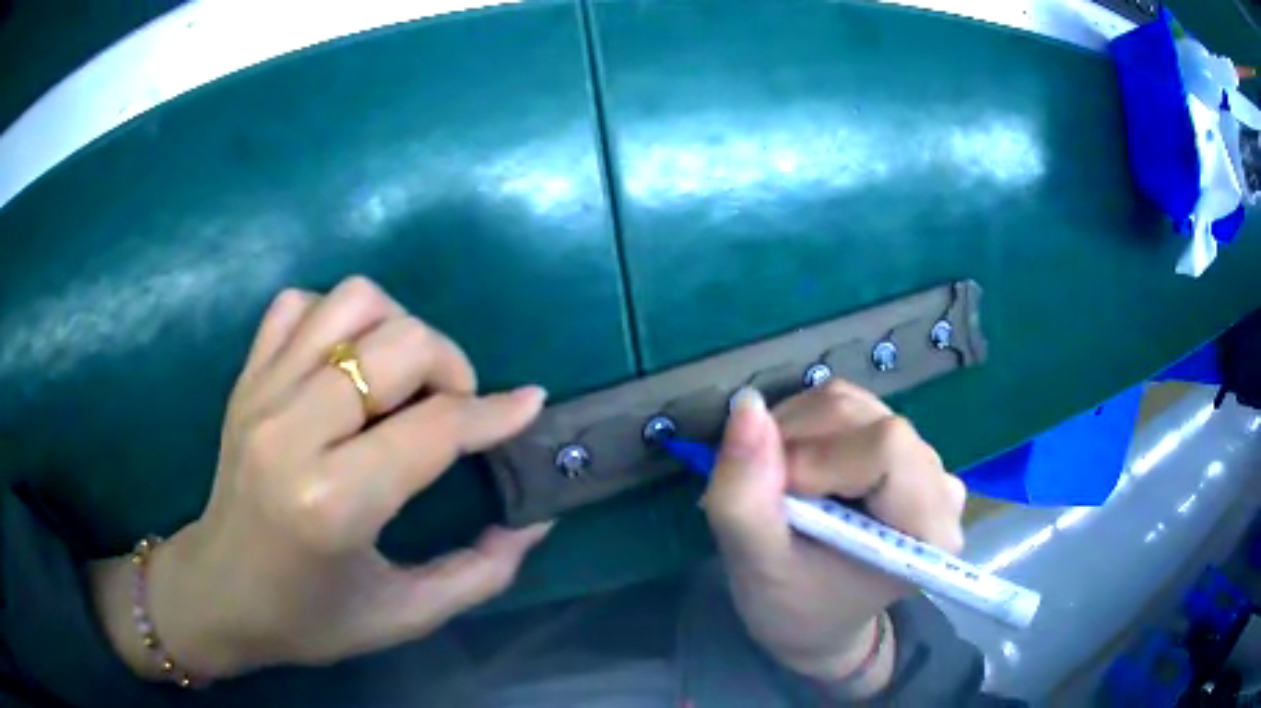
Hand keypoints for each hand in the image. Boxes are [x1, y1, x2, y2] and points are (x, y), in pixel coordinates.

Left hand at [90, 277, 552, 679]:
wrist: (218, 593)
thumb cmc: (310, 618)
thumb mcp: (405, 615)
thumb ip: (481, 573)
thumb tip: (535, 522)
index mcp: (332, 504)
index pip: (433, 428)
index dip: (494, 413)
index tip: (529, 404)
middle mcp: (292, 432)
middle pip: (399, 344)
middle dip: (451, 366)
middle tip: (455, 407)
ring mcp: (261, 393)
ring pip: (351, 301)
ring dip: (397, 328)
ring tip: (402, 379)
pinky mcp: (245, 378)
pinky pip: (299, 304)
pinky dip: (335, 318)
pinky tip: (344, 365)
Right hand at [701, 382, 965, 697]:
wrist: (816, 619)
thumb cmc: (794, 609)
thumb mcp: (756, 568)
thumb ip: (744, 496)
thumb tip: (746, 406)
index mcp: (928, 528)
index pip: (886, 447)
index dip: (819, 458)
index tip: (778, 498)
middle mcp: (939, 484)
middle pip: (866, 418)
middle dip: (798, 442)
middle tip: (766, 493)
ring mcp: (923, 459)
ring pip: (852, 403)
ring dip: (795, 432)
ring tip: (779, 486)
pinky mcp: (899, 445)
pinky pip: (848, 406)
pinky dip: (805, 426)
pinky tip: (798, 469)